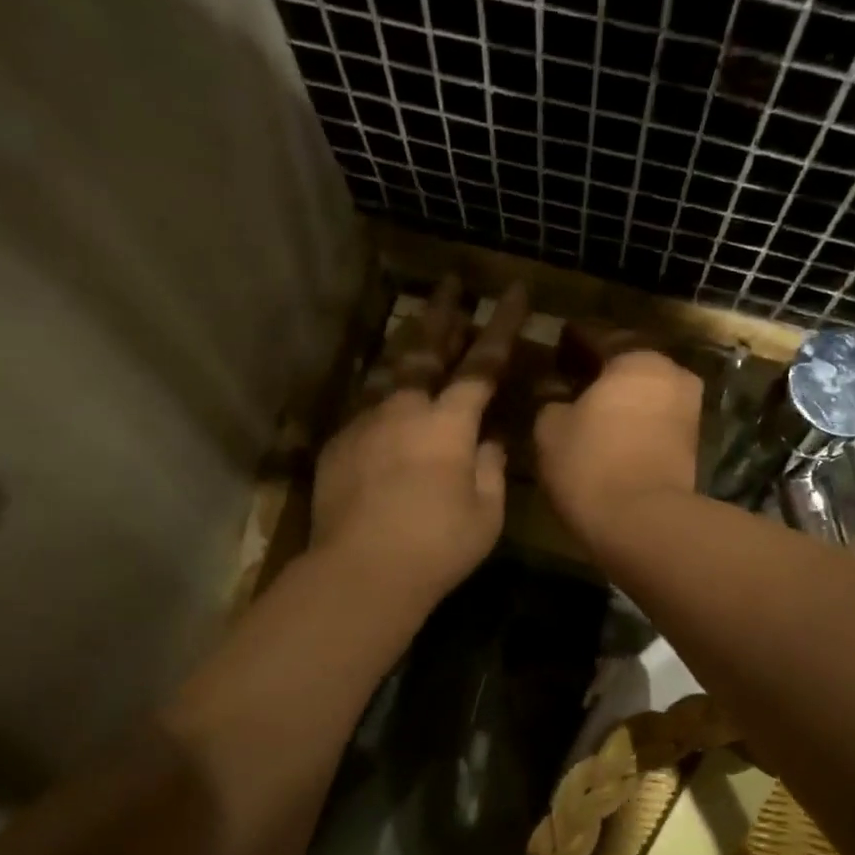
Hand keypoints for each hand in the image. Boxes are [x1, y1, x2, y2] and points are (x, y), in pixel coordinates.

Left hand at [311, 279, 526, 607]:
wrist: (361, 571)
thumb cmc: (436, 547)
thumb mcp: (486, 514)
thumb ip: (490, 470)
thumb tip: (487, 443)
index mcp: (449, 424)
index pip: (482, 364)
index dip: (502, 326)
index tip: (515, 291)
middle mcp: (405, 410)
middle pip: (426, 349)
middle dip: (443, 313)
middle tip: (450, 283)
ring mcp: (366, 424)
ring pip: (388, 370)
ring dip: (406, 342)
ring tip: (415, 321)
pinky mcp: (339, 445)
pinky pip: (366, 406)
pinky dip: (382, 392)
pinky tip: (385, 395)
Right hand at [534, 348, 701, 550]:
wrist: (643, 523)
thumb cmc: (591, 464)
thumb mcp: (550, 428)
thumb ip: (551, 401)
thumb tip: (557, 397)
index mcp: (637, 358)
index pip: (598, 336)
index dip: (572, 339)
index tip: (556, 343)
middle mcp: (671, 375)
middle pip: (628, 364)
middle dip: (600, 370)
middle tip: (570, 377)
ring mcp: (687, 411)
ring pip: (644, 393)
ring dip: (619, 398)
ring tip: (587, 409)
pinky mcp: (691, 446)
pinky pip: (653, 420)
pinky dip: (632, 421)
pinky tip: (608, 433)